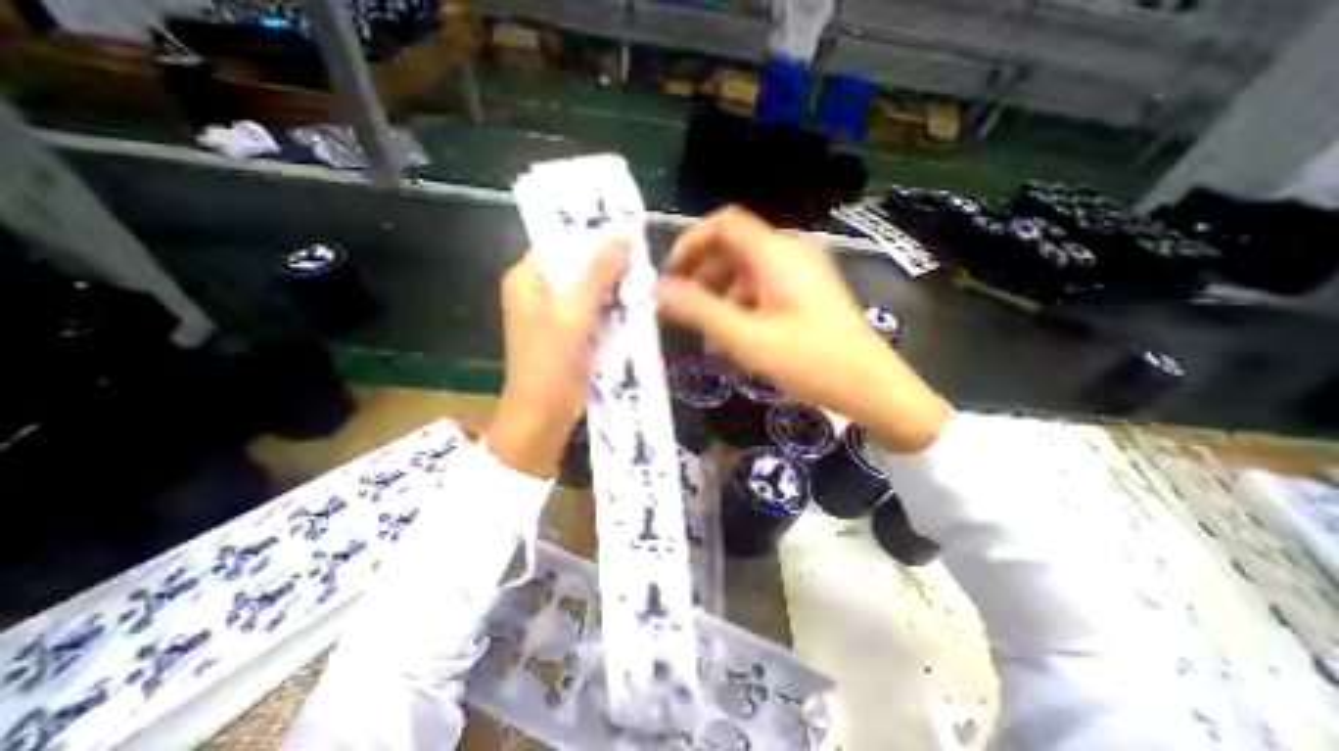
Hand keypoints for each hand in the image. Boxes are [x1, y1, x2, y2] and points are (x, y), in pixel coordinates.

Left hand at [489, 239, 631, 475]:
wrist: (544, 415)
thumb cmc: (549, 361)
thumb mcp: (573, 311)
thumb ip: (598, 271)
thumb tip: (624, 230)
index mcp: (527, 279)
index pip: (561, 243)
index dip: (592, 234)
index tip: (627, 229)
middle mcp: (540, 292)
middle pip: (579, 267)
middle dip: (610, 264)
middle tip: (643, 256)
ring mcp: (558, 315)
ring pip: (592, 291)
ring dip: (616, 288)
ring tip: (646, 278)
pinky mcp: (574, 334)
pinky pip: (597, 313)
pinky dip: (615, 309)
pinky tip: (639, 305)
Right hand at [659, 205, 950, 452]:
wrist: (870, 386)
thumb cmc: (808, 360)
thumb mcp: (745, 338)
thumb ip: (698, 309)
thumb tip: (658, 289)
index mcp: (776, 253)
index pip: (724, 224)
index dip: (691, 241)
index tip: (670, 273)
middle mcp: (790, 251)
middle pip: (734, 246)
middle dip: (702, 273)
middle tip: (681, 306)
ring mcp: (802, 270)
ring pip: (746, 269)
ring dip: (720, 292)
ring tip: (706, 330)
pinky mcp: (807, 290)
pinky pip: (763, 286)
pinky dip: (742, 303)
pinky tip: (734, 334)